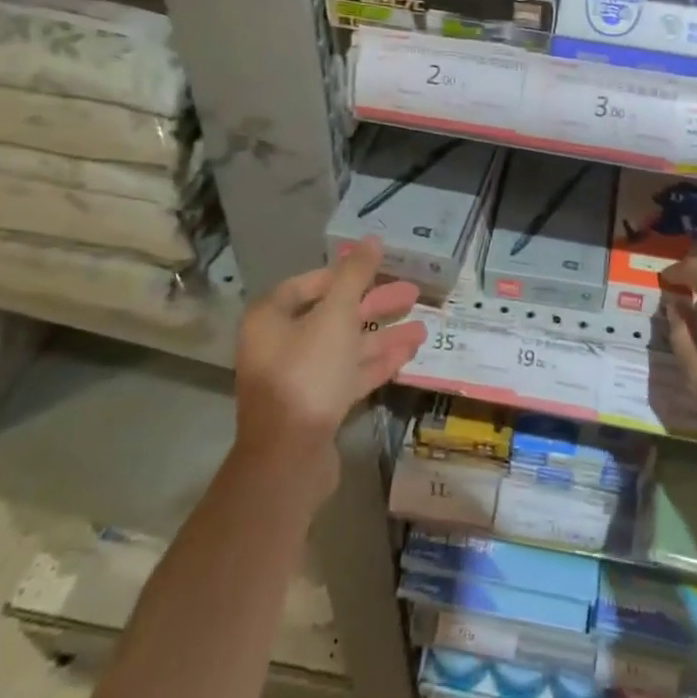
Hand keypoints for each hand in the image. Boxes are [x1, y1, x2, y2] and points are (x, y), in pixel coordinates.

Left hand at [233, 237, 426, 498]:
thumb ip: (355, 276)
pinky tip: (408, 355)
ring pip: (346, 347)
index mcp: (273, 318)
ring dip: (383, 336)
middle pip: (333, 314)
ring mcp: (299, 378)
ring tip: (423, 329)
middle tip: (413, 294)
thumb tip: (371, 239)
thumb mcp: (335, 316)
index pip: (312, 284)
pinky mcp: (317, 406)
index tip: (381, 268)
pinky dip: (376, 363)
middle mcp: (281, 344)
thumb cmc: (307, 374)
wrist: (289, 458)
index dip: (346, 274)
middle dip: (375, 305)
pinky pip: (349, 375)